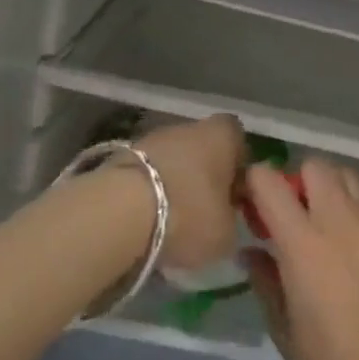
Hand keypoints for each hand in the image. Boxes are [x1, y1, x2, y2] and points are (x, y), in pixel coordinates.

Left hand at [134, 113, 245, 269]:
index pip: (239, 141)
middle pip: (203, 149)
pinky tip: (144, 220)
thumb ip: (232, 221)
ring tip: (169, 220)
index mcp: (224, 135)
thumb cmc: (189, 214)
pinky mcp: (120, 156)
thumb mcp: (226, 233)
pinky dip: (146, 193)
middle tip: (202, 210)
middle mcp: (191, 126)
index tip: (233, 196)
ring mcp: (152, 138)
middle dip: (203, 176)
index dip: (238, 167)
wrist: (119, 212)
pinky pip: (145, 174)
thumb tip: (225, 220)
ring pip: (172, 160)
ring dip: (173, 183)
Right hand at [242, 159, 358, 359]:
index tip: (254, 203)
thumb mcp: (285, 329)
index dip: (257, 183)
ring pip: (349, 179)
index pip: (270, 182)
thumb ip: (266, 280)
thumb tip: (252, 252)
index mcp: (303, 241)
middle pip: (316, 166)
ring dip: (333, 193)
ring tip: (330, 228)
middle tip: (296, 215)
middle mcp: (340, 218)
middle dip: (300, 181)